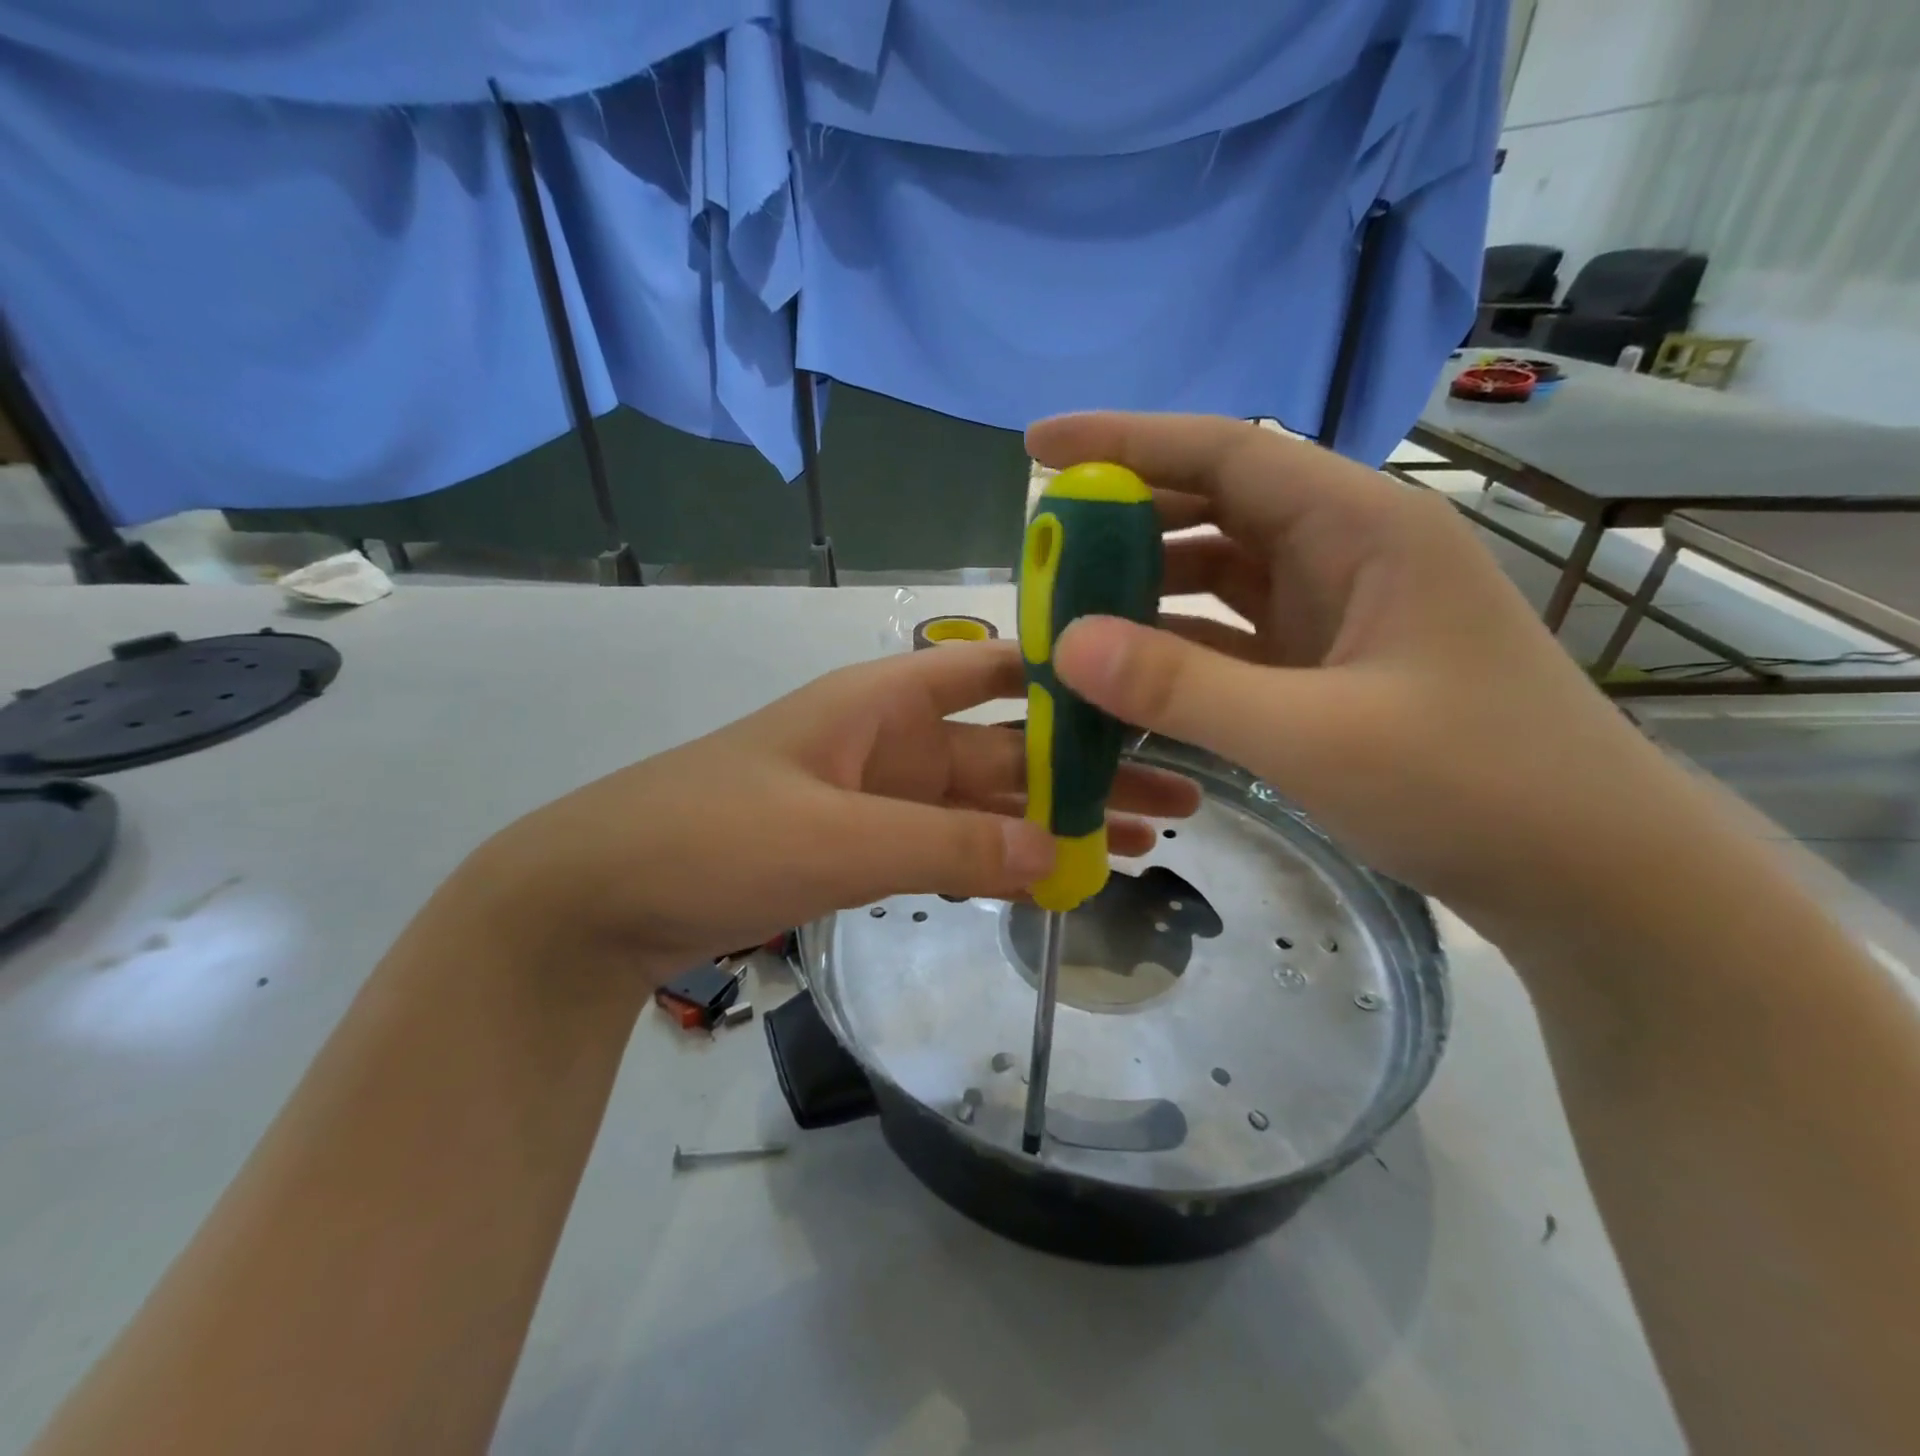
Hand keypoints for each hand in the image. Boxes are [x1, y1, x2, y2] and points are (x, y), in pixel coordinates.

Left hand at [465, 640, 1200, 979]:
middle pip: (1010, 749)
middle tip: (1180, 792)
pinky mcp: (864, 850)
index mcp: (885, 702)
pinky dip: (1002, 861)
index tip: (1143, 687)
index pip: (995, 668)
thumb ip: (947, 847)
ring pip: (989, 806)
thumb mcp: (836, 837)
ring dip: (1058, 820)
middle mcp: (893, 742)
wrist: (602, 896)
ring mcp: (881, 799)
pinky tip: (1057, 875)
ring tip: (1145, 838)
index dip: (1067, 671)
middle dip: (1090, 769)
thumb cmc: (710, 836)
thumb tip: (1060, 853)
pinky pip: (952, 849)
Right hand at [1028, 411, 1683, 919]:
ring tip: (1065, 612)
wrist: (1587, 873)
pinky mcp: (1323, 667)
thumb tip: (1065, 643)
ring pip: (1216, 573)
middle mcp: (1345, 551)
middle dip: (1123, 520)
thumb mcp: (1315, 735)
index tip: (1039, 446)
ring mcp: (1334, 612)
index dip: (1126, 440)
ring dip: (1142, 587)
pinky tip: (1122, 669)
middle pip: (1213, 507)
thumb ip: (1183, 685)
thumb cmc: (1475, 786)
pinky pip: (1227, 635)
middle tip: (1040, 550)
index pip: (1225, 451)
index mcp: (1361, 526)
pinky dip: (1172, 645)